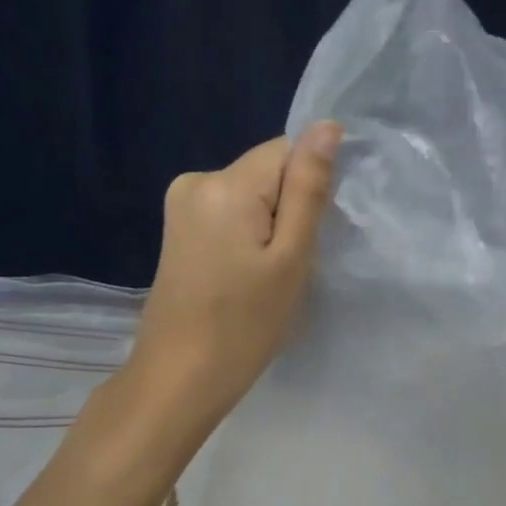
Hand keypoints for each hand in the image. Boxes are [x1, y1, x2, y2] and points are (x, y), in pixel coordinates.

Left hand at [127, 122, 342, 421]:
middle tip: (293, 265)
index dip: (311, 188)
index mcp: (225, 183)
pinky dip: (247, 237)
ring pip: (249, 196)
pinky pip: (228, 215)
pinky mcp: (177, 231)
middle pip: (266, 172)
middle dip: (289, 208)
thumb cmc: (244, 325)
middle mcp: (196, 180)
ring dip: (270, 225)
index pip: (287, 151)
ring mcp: (180, 206)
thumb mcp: (290, 258)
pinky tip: (247, 276)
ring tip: (269, 276)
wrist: (179, 378)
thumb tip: (327, 127)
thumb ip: (308, 189)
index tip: (316, 235)